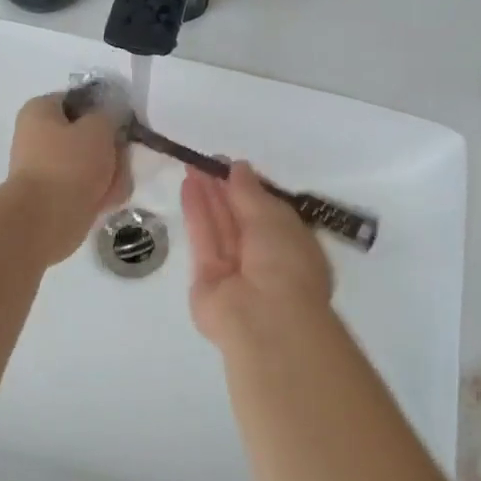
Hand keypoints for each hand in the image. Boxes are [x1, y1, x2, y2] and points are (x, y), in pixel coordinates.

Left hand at [5, 93, 131, 265]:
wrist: (46, 219)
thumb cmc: (70, 163)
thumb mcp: (99, 128)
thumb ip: (111, 115)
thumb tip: (111, 117)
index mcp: (40, 111)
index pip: (79, 100)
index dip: (104, 109)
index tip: (123, 122)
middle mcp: (39, 136)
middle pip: (88, 134)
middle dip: (111, 149)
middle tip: (121, 158)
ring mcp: (46, 168)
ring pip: (91, 163)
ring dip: (110, 173)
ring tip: (114, 185)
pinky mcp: (55, 195)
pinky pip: (86, 187)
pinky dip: (100, 193)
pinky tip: (107, 201)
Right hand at [181, 162, 333, 346]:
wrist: (265, 319)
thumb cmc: (284, 262)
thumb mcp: (273, 217)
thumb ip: (250, 192)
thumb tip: (238, 167)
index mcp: (292, 245)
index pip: (268, 212)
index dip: (250, 188)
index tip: (231, 166)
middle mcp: (264, 257)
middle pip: (240, 217)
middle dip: (224, 188)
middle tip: (206, 161)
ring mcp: (234, 270)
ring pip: (219, 226)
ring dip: (207, 196)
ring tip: (192, 167)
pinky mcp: (207, 278)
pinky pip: (203, 239)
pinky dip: (196, 212)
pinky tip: (188, 187)